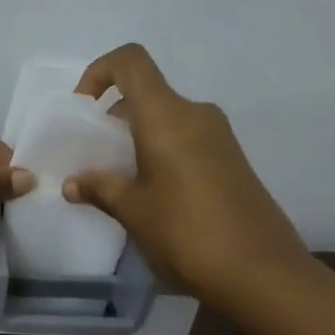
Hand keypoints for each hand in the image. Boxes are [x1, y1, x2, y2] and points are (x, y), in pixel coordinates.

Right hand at [64, 44, 309, 305]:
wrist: (263, 273)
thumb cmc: (186, 234)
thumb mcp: (133, 211)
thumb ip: (100, 189)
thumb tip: (72, 184)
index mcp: (167, 116)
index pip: (130, 61)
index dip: (99, 71)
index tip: (83, 109)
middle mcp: (195, 114)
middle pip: (147, 93)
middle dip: (113, 118)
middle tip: (94, 158)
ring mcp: (219, 137)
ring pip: (166, 119)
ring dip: (137, 138)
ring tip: (120, 181)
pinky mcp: (232, 160)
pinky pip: (186, 138)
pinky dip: (161, 151)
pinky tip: (154, 194)